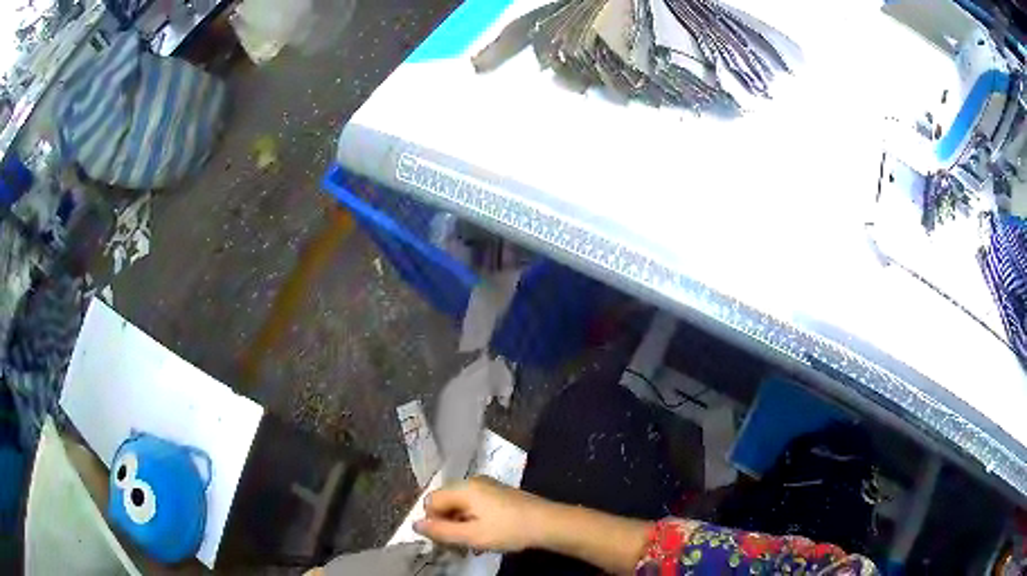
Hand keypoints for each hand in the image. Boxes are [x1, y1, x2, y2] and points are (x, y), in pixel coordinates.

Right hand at [413, 476, 550, 551]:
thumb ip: (441, 531)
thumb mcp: (472, 536)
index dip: (433, 522)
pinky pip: (476, 506)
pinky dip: (474, 521)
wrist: (549, 523)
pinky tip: (485, 538)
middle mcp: (473, 482)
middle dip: (447, 524)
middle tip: (458, 545)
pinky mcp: (500, 494)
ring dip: (461, 525)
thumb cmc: (508, 530)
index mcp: (464, 488)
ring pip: (461, 506)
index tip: (445, 541)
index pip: (431, 501)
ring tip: (473, 545)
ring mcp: (488, 487)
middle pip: (446, 502)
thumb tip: (415, 525)